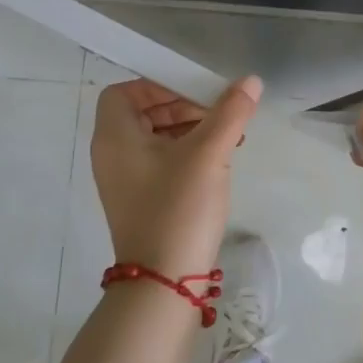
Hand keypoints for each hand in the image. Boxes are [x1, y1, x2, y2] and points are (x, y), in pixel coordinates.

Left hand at [90, 76, 262, 281]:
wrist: (164, 282)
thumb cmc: (178, 207)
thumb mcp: (209, 154)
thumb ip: (230, 112)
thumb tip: (251, 80)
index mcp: (114, 137)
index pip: (125, 91)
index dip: (158, 85)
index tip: (194, 93)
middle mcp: (111, 155)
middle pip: (142, 112)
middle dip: (182, 107)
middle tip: (218, 113)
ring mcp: (124, 181)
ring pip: (154, 138)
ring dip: (189, 130)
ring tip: (228, 136)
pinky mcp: (139, 201)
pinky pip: (159, 162)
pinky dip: (185, 153)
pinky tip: (218, 162)